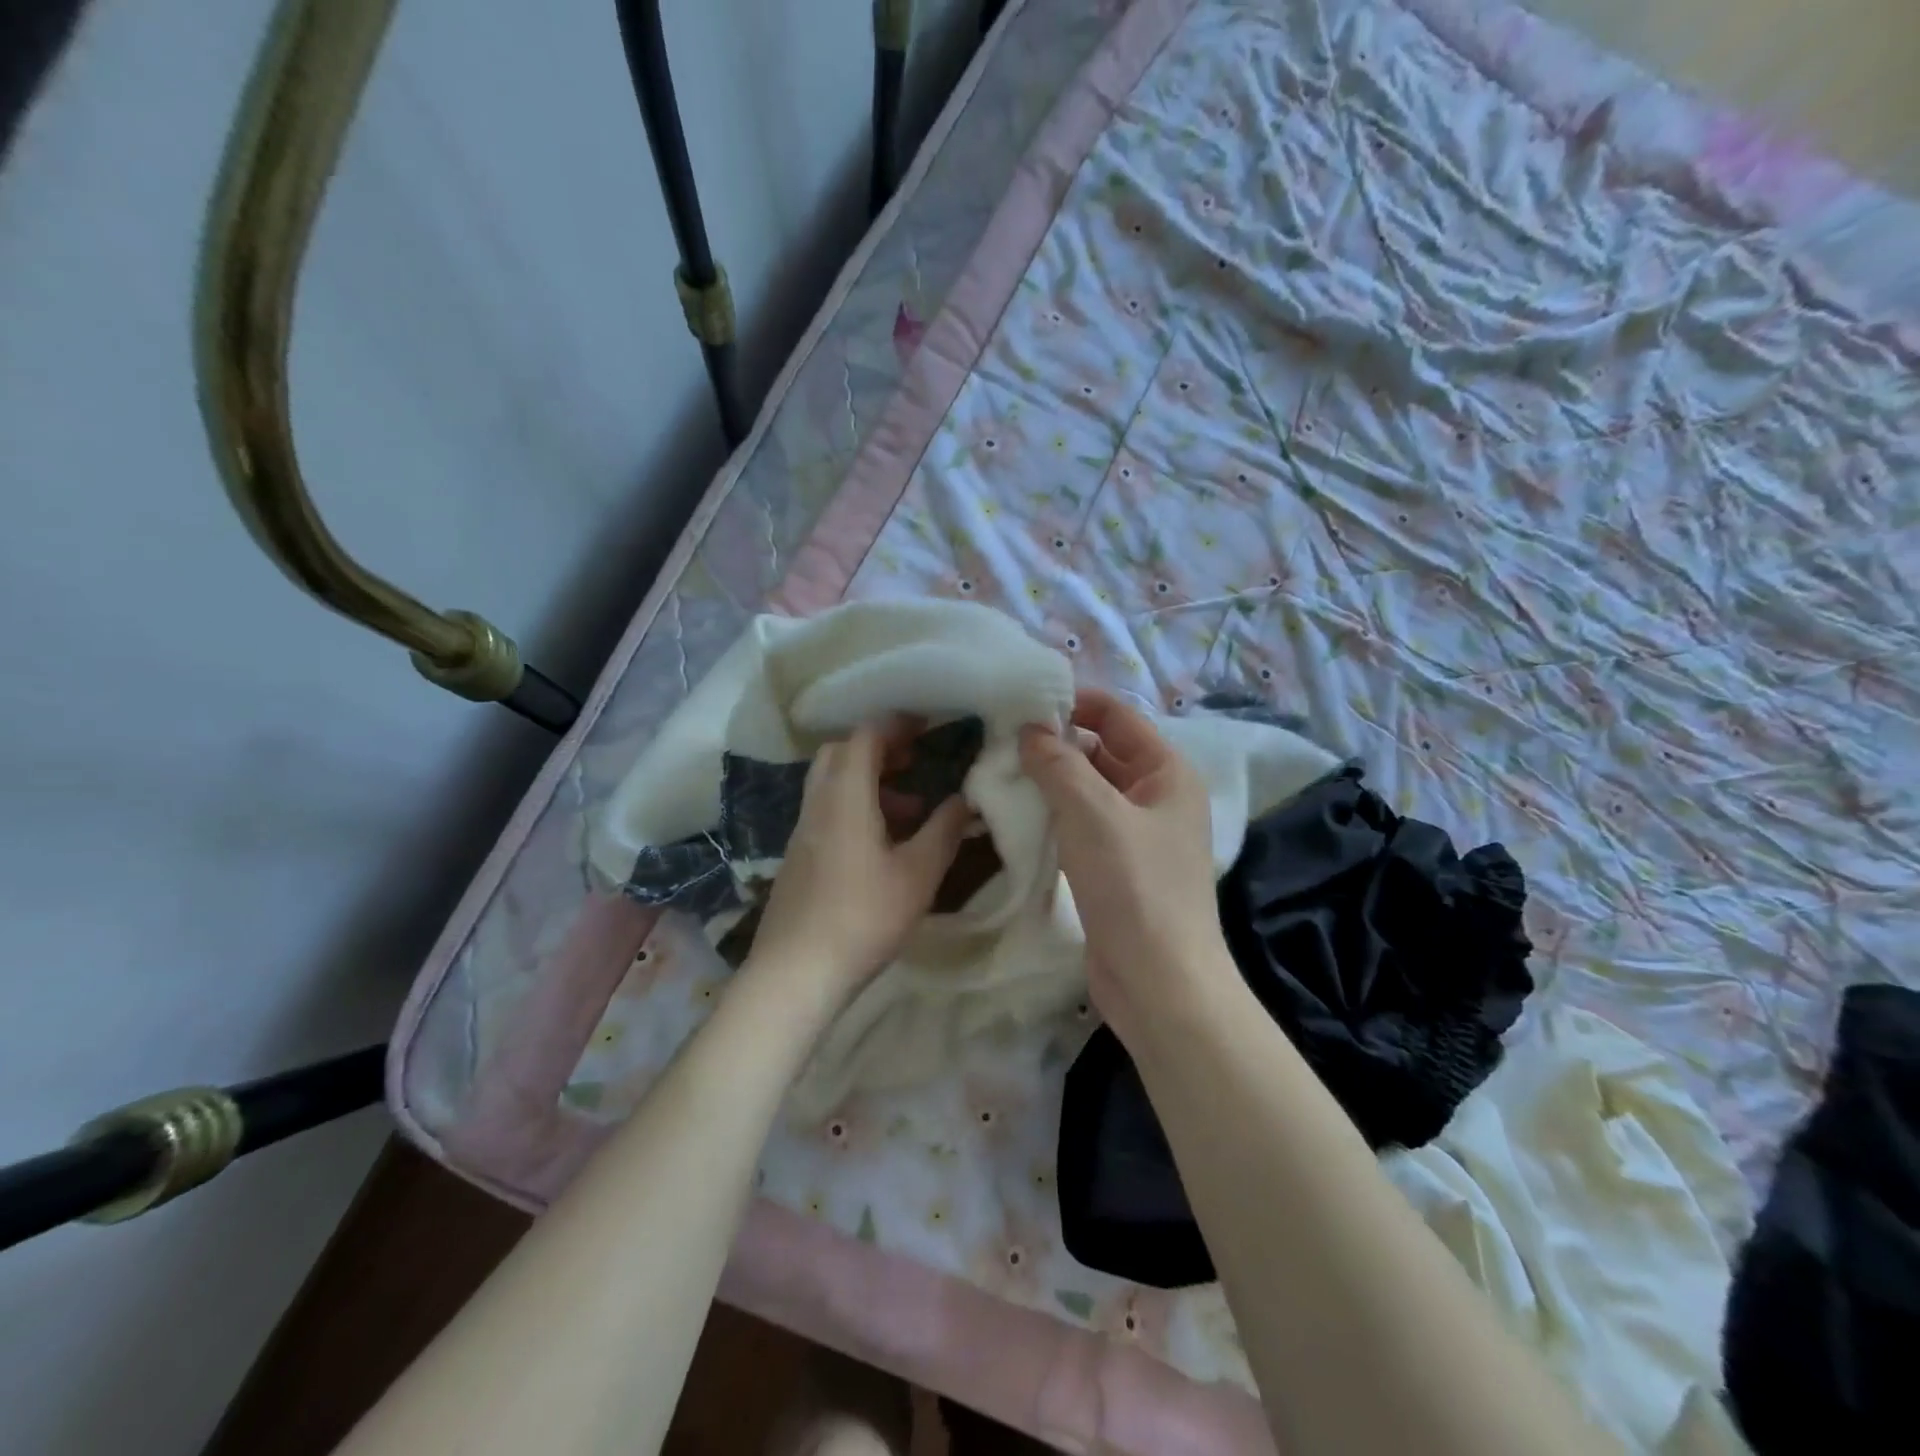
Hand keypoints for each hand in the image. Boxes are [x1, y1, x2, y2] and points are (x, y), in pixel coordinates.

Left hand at [748, 717, 972, 1006]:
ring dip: (869, 780)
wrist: (795, 972)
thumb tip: (965, 798)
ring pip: (832, 783)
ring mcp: (802, 830)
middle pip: (841, 753)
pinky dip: (855, 806)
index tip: (926, 724)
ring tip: (910, 808)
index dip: (896, 724)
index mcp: (845, 796)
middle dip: (879, 748)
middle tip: (914, 760)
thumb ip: (944, 829)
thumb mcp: (918, 873)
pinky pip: (827, 810)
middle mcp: (818, 803)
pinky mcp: (798, 856)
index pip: (865, 736)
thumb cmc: (864, 916)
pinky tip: (882, 843)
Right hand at [1019, 690, 1238, 1047]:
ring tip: (999, 769)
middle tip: (999, 737)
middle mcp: (1156, 797)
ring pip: (1087, 790)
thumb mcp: (1093, 813)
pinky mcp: (1116, 868)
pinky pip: (1081, 825)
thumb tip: (1029, 729)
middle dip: (1055, 742)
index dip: (1075, 702)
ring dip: (1050, 780)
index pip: (1118, 716)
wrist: (1159, 984)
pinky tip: (1016, 813)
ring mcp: (1136, 835)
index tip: (1022, 699)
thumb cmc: (1135, 887)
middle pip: (1101, 751)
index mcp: (1167, 773)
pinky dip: (1053, 815)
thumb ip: (1059, 763)